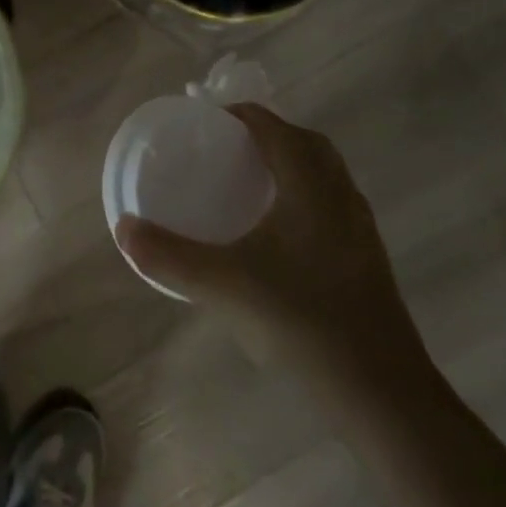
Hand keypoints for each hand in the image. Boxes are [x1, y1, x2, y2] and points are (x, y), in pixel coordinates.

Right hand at [115, 102, 434, 408]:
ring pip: (326, 174)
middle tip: (229, 149)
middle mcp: (340, 195)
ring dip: (292, 165)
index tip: (208, 121)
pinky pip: (333, 204)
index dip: (241, 115)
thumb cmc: (301, 321)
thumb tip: (124, 229)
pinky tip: (281, 234)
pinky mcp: (368, 259)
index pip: (274, 127)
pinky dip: (306, 196)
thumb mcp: (223, 286)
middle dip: (269, 134)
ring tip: (252, 184)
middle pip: (307, 143)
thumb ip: (169, 256)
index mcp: (309, 185)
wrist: (381, 392)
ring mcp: (360, 228)